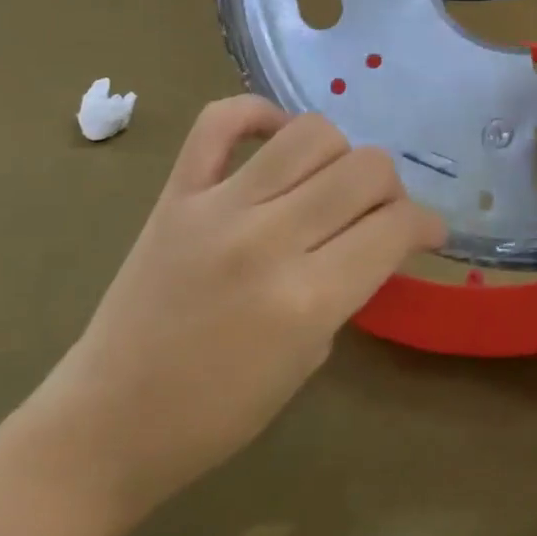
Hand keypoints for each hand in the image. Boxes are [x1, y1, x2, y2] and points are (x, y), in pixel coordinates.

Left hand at [32, 98, 444, 523]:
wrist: (109, 422)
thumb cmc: (218, 413)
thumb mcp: (309, 357)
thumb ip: (349, 285)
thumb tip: (380, 234)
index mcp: (307, 299)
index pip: (395, 227)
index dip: (426, 224)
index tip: (428, 231)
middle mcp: (268, 239)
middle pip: (365, 169)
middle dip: (391, 189)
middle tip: (380, 213)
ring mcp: (217, 207)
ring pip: (310, 134)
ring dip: (339, 154)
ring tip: (329, 182)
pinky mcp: (176, 192)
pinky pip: (221, 120)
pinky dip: (258, 113)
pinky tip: (275, 137)